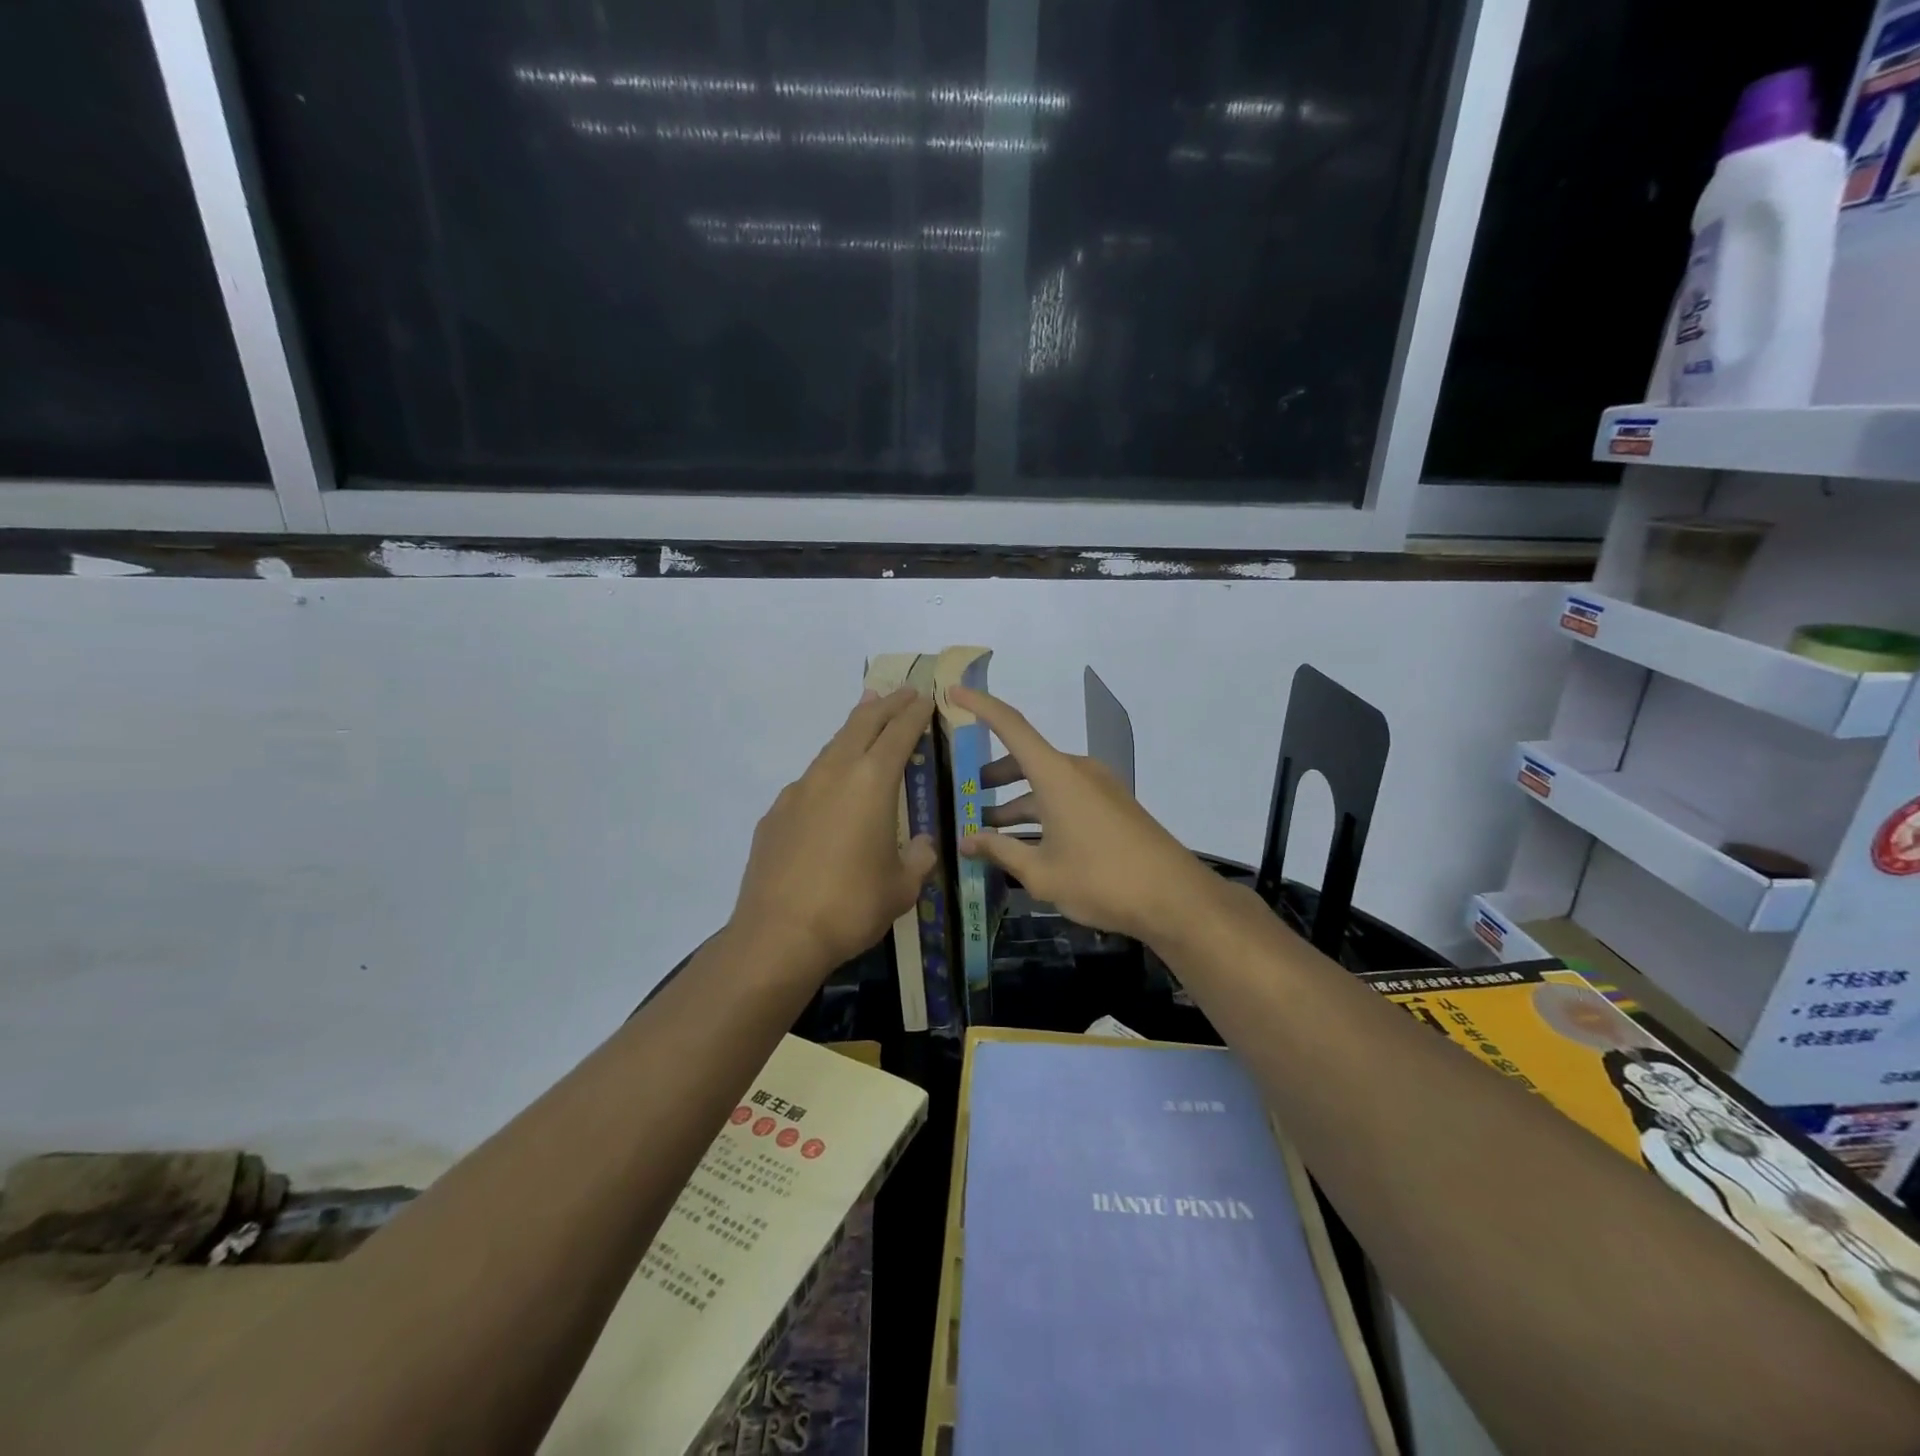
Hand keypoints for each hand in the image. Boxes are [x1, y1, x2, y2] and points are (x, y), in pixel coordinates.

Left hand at [731, 687, 938, 977]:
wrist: (778, 935)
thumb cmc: (851, 907)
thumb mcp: (902, 887)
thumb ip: (919, 858)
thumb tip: (924, 844)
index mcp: (871, 783)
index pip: (898, 734)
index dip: (915, 713)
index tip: (925, 697)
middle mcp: (833, 775)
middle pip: (861, 725)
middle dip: (885, 706)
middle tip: (902, 692)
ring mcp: (798, 791)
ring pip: (831, 747)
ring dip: (853, 730)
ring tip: (866, 720)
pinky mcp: (775, 814)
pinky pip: (809, 781)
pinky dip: (828, 771)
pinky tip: (830, 789)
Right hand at [953, 687, 1214, 943]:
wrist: (1175, 898)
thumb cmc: (1101, 880)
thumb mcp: (1041, 872)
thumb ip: (1000, 851)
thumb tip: (965, 841)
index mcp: (1056, 774)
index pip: (1010, 725)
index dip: (980, 706)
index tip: (952, 692)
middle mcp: (1077, 771)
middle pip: (1026, 759)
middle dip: (994, 776)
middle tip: (968, 794)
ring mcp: (1099, 787)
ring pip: (1046, 783)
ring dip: (1017, 801)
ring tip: (990, 831)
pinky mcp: (1113, 806)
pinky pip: (1066, 797)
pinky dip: (1042, 811)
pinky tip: (1028, 844)